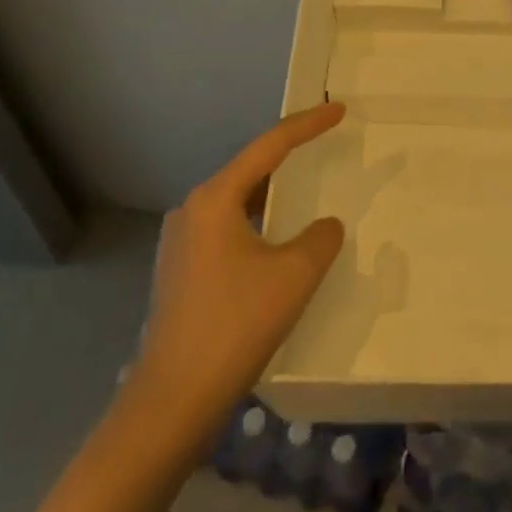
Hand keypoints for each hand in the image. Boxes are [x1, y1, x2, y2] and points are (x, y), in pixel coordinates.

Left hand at [129, 102, 347, 444]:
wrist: (172, 401)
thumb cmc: (235, 325)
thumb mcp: (294, 275)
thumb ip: (320, 238)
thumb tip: (323, 227)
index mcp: (215, 199)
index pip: (270, 146)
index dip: (308, 125)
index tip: (338, 110)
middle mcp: (192, 211)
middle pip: (250, 170)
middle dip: (289, 157)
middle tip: (324, 144)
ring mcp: (180, 243)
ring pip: (238, 203)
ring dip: (273, 195)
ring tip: (306, 192)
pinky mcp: (180, 272)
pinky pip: (228, 230)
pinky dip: (258, 224)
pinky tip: (277, 244)